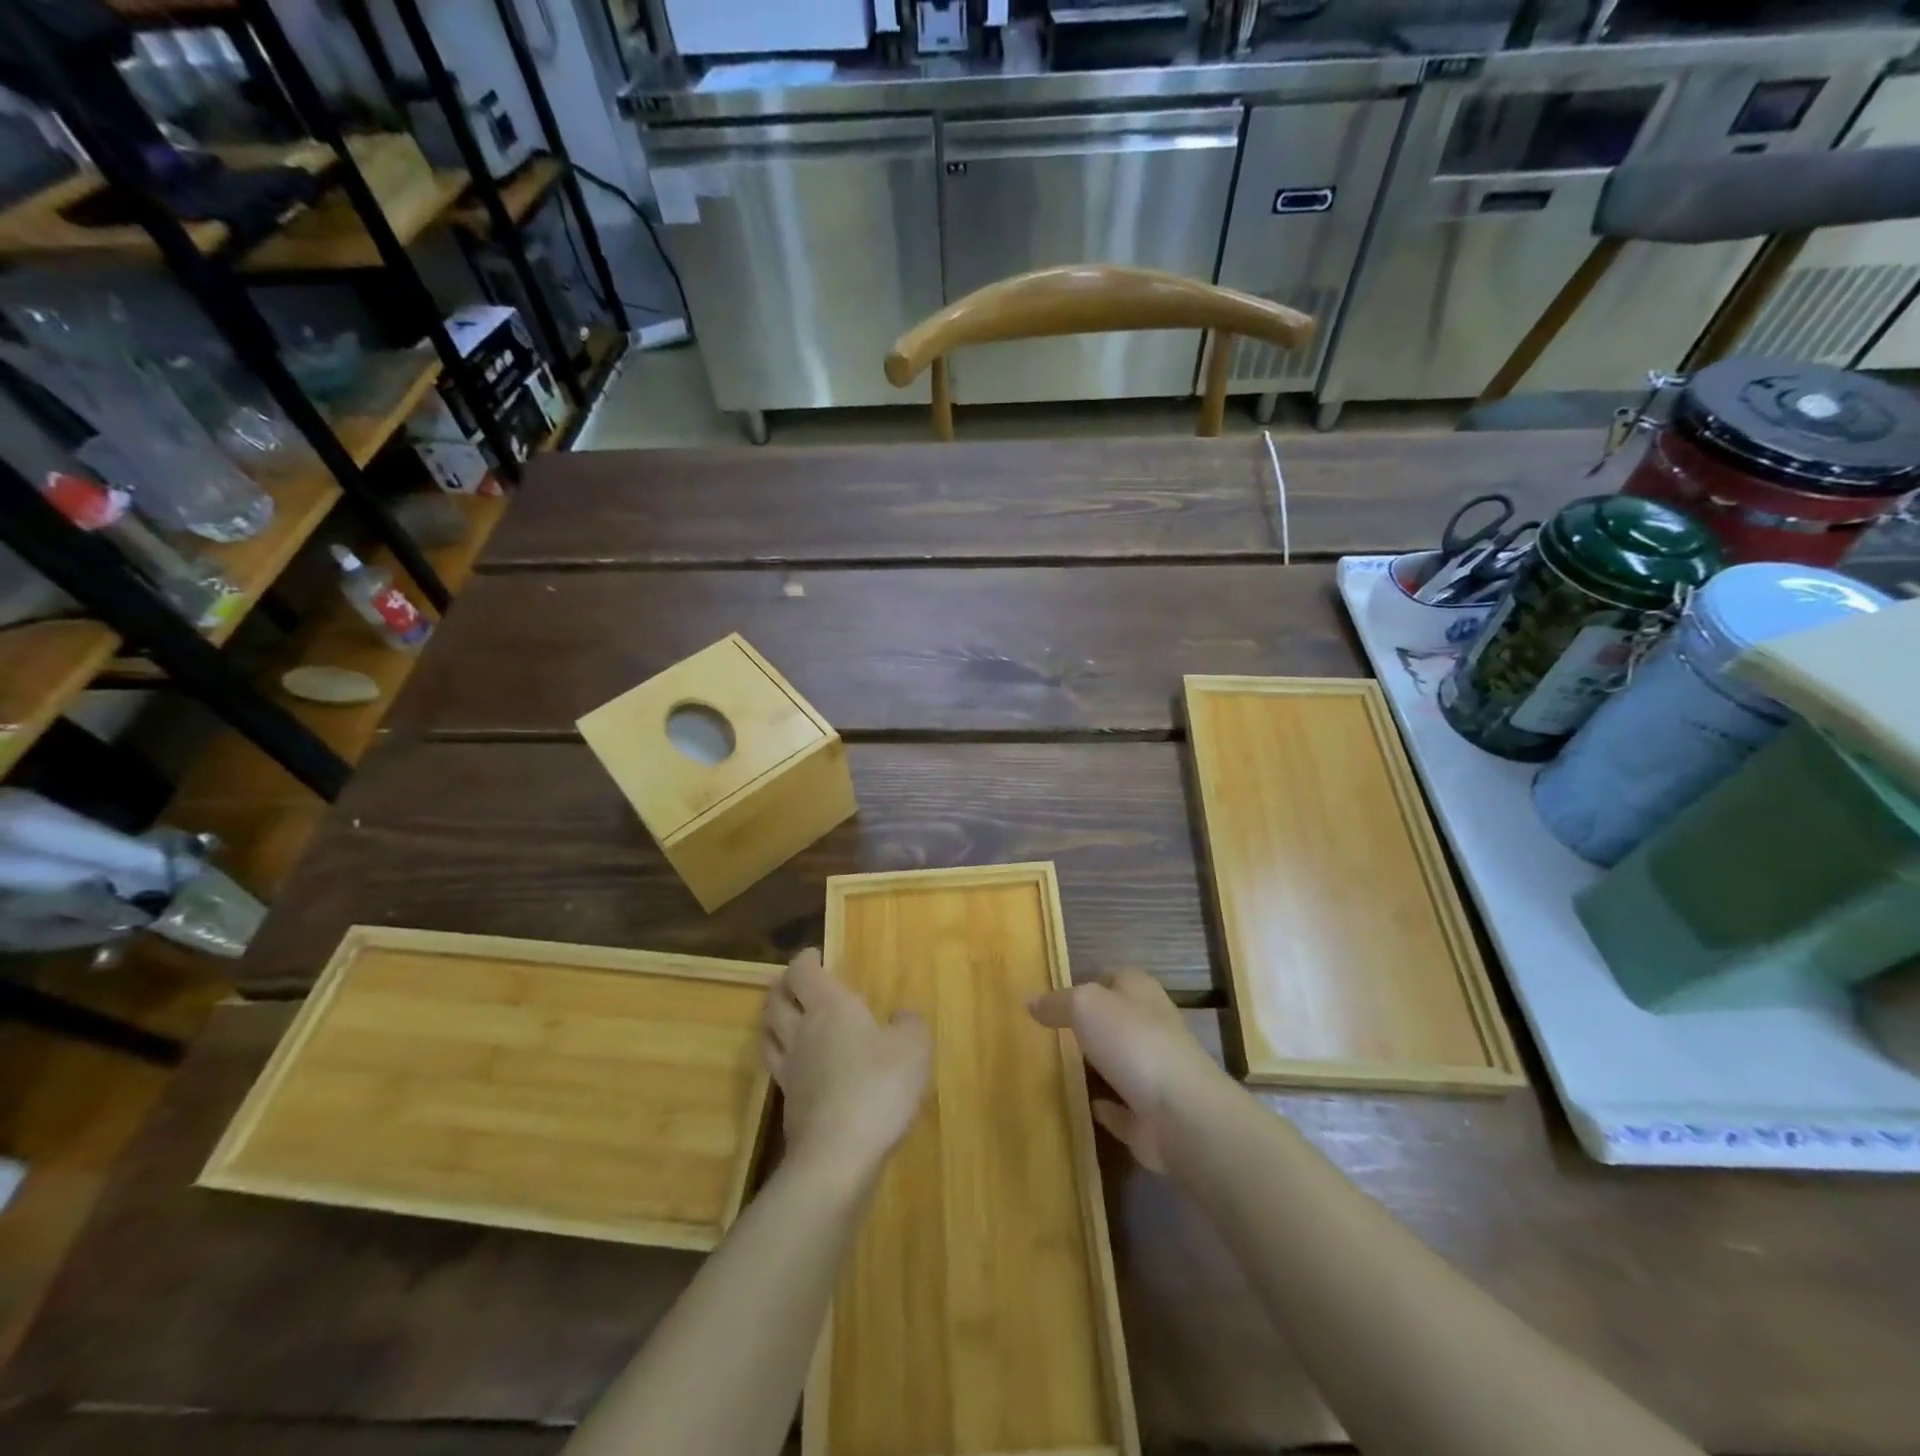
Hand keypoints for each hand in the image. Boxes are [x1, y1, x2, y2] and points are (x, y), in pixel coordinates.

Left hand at [762, 949, 930, 1176]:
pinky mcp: (788, 1105)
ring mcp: (789, 1070)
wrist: (838, 1156)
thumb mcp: (913, 1047)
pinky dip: (783, 1057)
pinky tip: (798, 1065)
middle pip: (776, 1001)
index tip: (815, 955)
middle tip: (794, 983)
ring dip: (774, 1019)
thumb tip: (902, 1017)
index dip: (805, 961)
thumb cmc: (878, 1087)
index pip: (803, 973)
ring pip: (769, 1033)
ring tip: (784, 1017)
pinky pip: (778, 1068)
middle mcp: (802, 1031)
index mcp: (829, 1007)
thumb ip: (909, 1024)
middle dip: (783, 987)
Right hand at [1028, 970, 1226, 1171]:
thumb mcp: (1085, 1006)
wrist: (1180, 1113)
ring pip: (1117, 1062)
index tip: (1052, 996)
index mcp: (1140, 991)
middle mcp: (1151, 1026)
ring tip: (1054, 1067)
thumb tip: (1030, 1002)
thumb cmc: (1132, 1042)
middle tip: (1046, 1032)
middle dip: (1087, 1024)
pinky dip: (1104, 1107)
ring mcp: (1153, 1072)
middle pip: (1114, 1019)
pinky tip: (1081, 1106)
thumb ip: (1057, 1002)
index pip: (1111, 975)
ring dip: (1094, 1066)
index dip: (1084, 980)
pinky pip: (1120, 1108)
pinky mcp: (1150, 1115)